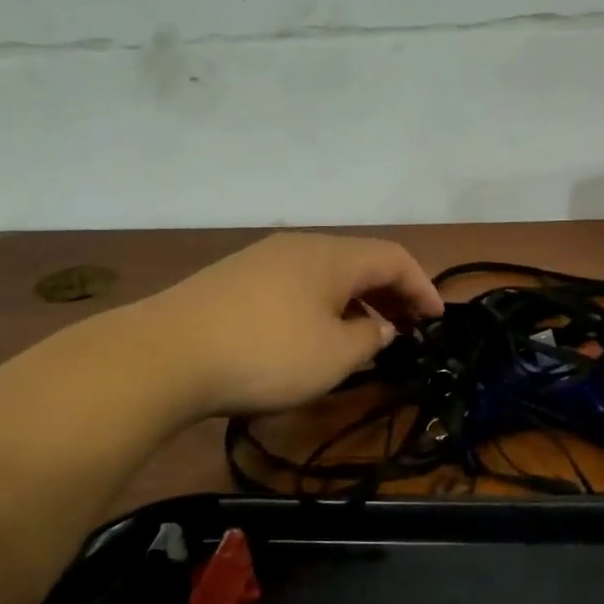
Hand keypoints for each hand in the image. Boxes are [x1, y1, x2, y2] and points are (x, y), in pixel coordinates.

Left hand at [130, 233, 443, 419]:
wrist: (166, 355)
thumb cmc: (267, 353)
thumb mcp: (334, 356)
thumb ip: (369, 339)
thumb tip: (380, 328)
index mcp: (332, 256)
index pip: (394, 257)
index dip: (423, 286)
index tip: (437, 319)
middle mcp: (299, 247)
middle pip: (360, 261)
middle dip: (390, 294)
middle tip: (408, 329)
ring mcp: (262, 260)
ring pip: (325, 274)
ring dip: (355, 301)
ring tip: (364, 337)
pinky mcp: (233, 280)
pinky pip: (295, 286)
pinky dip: (321, 306)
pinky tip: (313, 336)